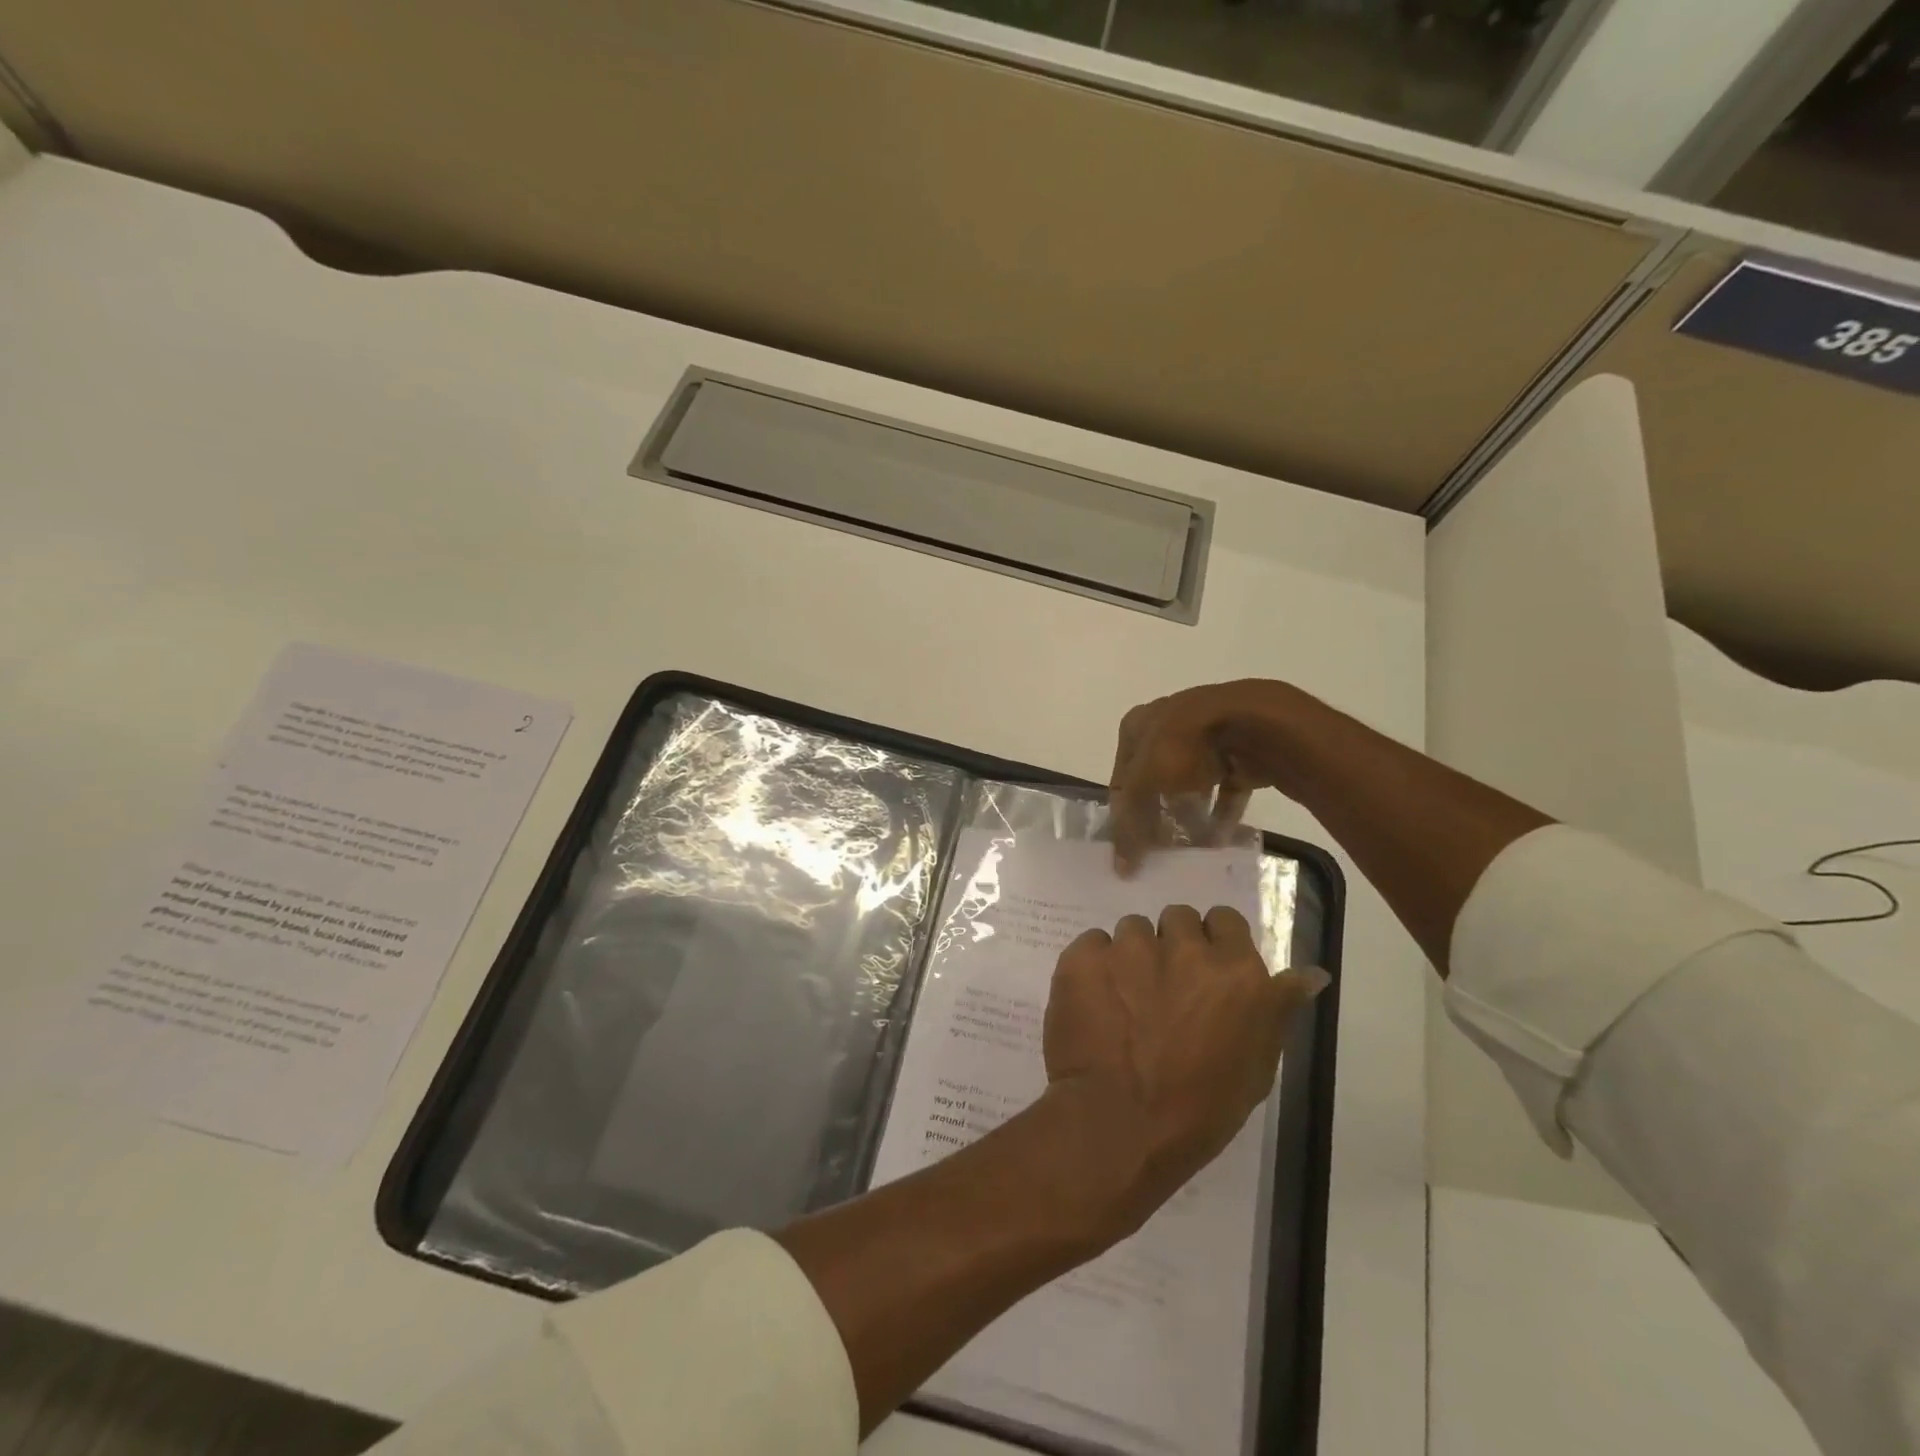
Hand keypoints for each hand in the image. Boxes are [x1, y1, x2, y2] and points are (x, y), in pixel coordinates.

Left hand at [1042, 903, 1329, 1237]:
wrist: (1119, 1125)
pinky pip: (1092, 943)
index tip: (1203, 971)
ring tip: (1124, 999)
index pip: (1225, 921)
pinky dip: (1093, 966)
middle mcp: (1185, 947)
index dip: (1213, 942)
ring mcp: (1131, 948)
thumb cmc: (1199, 1108)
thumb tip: (1310, 973)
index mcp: (1236, 972)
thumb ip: (1278, 1008)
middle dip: (1172, 944)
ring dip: (1132, 955)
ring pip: (1133, 929)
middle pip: (1178, 919)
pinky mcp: (1085, 955)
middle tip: (1162, 986)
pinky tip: (1093, 1001)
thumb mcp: (1256, 1066)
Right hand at [1108, 680, 1299, 872]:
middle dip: (1159, 816)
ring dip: (1191, 816)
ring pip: (1191, 784)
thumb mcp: (1143, 785)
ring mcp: (1206, 738)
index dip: (1124, 814)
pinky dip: (1221, 812)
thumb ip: (1129, 825)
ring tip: (1191, 849)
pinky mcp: (1239, 752)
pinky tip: (1219, 839)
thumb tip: (1121, 868)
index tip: (1131, 848)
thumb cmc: (1183, 745)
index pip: (1121, 778)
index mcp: (1137, 725)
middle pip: (1156, 781)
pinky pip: (1225, 788)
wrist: (1253, 724)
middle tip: (1162, 850)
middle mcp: (1168, 726)